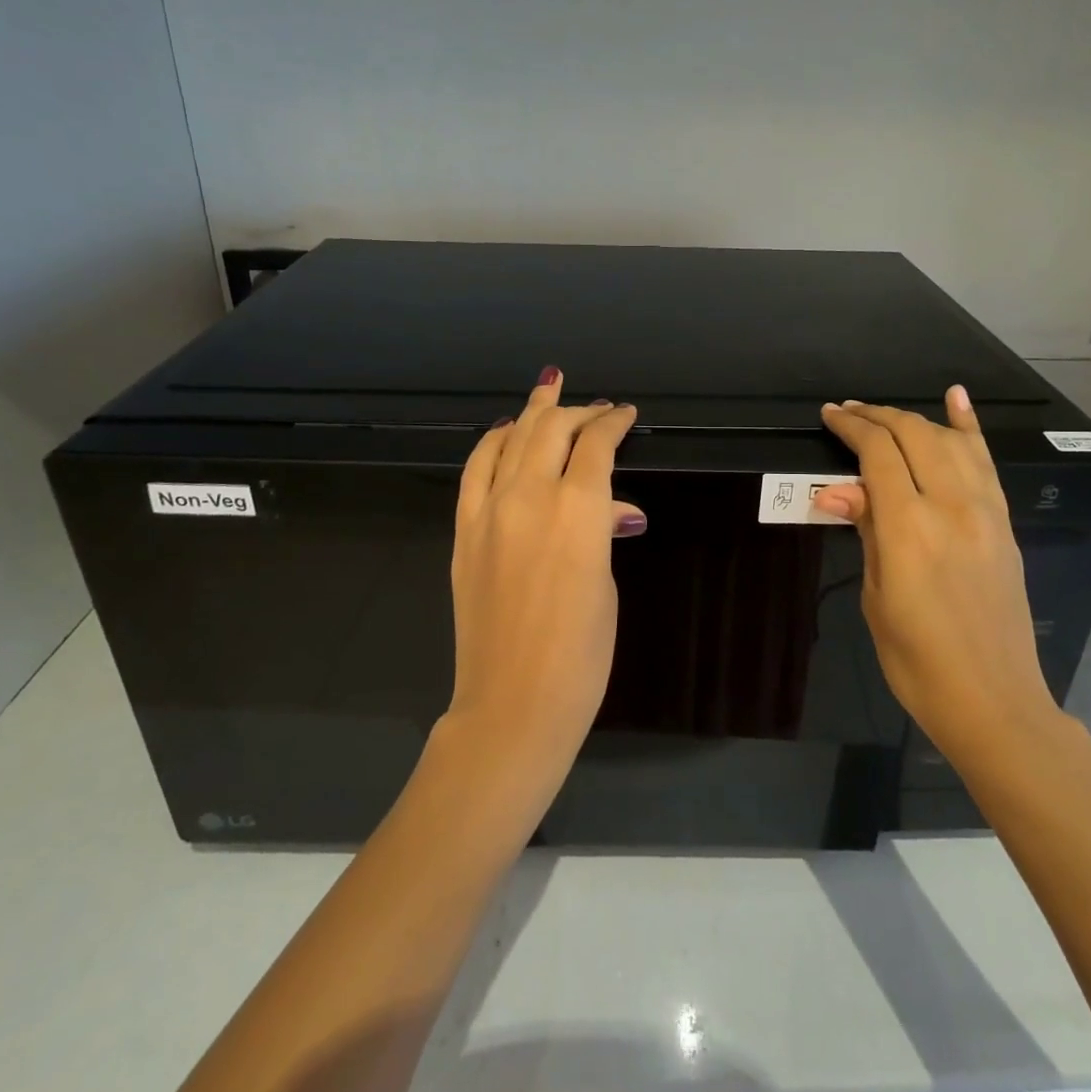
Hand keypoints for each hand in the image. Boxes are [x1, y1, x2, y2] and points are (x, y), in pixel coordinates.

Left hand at [446, 370, 643, 785]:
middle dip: (578, 411)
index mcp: (578, 510)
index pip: (597, 446)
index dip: (614, 423)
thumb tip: (611, 510)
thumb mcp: (606, 585)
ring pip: (510, 440)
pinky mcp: (464, 530)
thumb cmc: (580, 654)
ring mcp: (489, 511)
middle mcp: (530, 496)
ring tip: (548, 388)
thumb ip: (602, 533)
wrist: (512, 702)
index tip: (626, 414)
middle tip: (597, 406)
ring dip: (533, 413)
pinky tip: (504, 433)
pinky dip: (492, 444)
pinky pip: (475, 470)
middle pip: (552, 431)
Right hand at [812, 386, 1064, 762]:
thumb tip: (837, 489)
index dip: (851, 427)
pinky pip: (985, 462)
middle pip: (914, 436)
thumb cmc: (916, 660)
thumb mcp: (876, 596)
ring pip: (949, 441)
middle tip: (848, 413)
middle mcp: (951, 506)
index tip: (829, 416)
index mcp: (909, 527)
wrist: (992, 699)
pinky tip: (956, 399)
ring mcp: (985, 512)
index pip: (878, 454)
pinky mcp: (1004, 523)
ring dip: (913, 420)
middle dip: (877, 417)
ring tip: (883, 415)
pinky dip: (969, 427)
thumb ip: (866, 531)